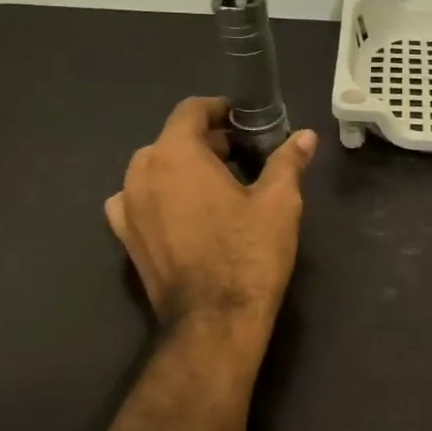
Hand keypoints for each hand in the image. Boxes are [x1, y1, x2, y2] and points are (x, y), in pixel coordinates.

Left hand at [105, 97, 316, 329]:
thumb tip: (306, 137)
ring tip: (213, 188)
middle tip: (240, 158)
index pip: (191, 111)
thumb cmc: (248, 255)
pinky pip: (138, 202)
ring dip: (181, 170)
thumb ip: (287, 162)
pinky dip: (160, 198)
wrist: (214, 321)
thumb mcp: (278, 203)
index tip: (241, 119)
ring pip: (154, 171)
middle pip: (171, 141)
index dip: (218, 109)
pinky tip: (183, 215)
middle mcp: (140, 173)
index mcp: (175, 154)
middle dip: (205, 143)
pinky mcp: (125, 239)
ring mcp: (126, 207)